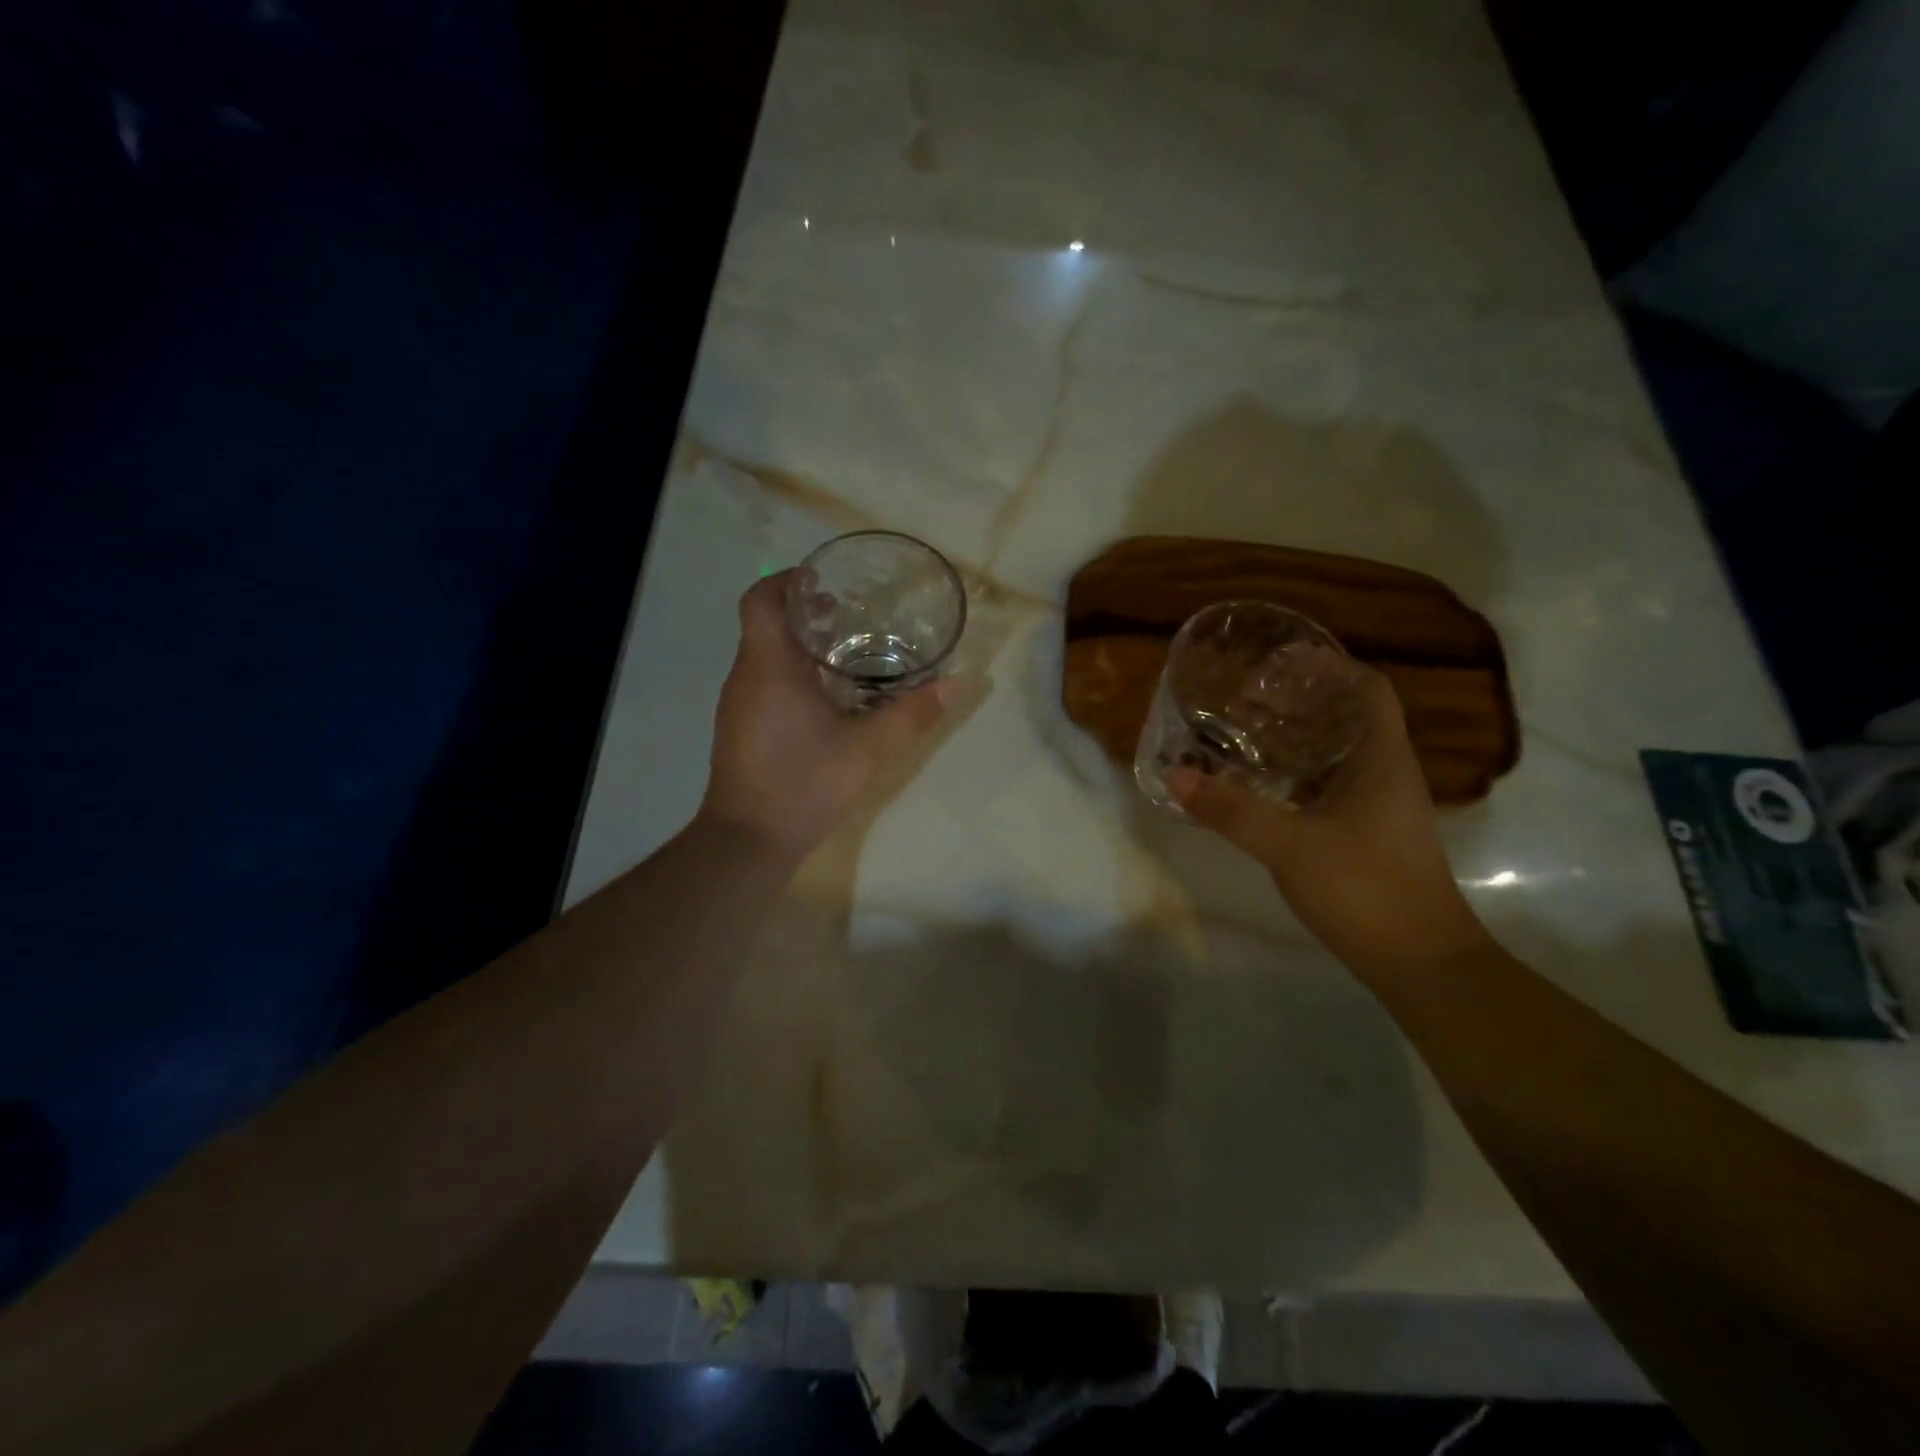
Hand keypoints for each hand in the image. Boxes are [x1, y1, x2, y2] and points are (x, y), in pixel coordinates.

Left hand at [699, 570, 958, 859]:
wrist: (748, 840)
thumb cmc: (803, 783)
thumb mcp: (868, 748)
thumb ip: (913, 713)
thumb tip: (959, 683)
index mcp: (770, 666)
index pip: (761, 599)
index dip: (787, 580)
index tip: (824, 581)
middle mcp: (746, 676)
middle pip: (766, 623)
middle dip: (804, 611)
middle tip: (850, 612)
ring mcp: (738, 704)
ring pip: (764, 654)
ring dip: (798, 643)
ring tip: (845, 650)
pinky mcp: (739, 727)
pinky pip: (763, 681)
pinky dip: (791, 672)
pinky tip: (826, 696)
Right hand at [1168, 669, 1490, 976]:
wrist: (1422, 965)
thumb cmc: (1367, 890)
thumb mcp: (1290, 845)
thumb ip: (1232, 810)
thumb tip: (1175, 775)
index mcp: (1383, 761)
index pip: (1370, 690)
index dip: (1332, 668)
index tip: (1282, 662)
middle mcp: (1387, 776)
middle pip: (1350, 718)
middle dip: (1302, 701)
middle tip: (1247, 696)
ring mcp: (1380, 809)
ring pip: (1339, 755)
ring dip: (1298, 739)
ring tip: (1246, 732)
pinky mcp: (1368, 837)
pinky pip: (1331, 788)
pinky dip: (1298, 777)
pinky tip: (1262, 787)